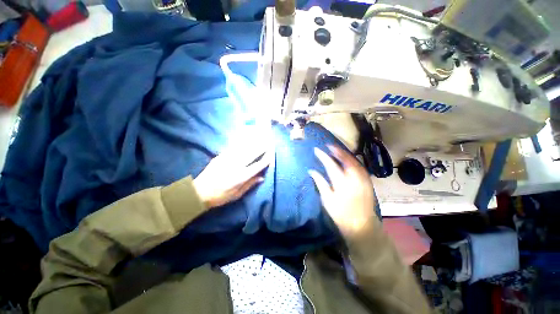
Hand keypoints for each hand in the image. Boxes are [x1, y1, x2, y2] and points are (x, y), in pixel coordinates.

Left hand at [194, 146, 270, 208]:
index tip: (272, 154)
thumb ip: (250, 184)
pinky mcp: (221, 156)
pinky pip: (234, 148)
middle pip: (253, 153)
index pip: (258, 165)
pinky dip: (242, 143)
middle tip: (269, 141)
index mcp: (241, 176)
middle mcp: (236, 165)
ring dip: (254, 142)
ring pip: (244, 148)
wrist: (199, 192)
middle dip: (262, 146)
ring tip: (261, 137)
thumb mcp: (237, 195)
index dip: (266, 159)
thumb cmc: (220, 196)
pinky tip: (247, 139)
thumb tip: (262, 177)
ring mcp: (228, 159)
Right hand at [309, 145, 376, 236]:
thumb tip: (312, 171)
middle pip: (345, 159)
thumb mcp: (327, 200)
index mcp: (341, 183)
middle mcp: (353, 178)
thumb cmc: (341, 214)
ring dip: (345, 154)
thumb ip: (320, 183)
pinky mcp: (368, 181)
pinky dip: (353, 160)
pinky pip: (360, 166)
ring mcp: (363, 179)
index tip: (317, 150)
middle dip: (337, 151)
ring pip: (354, 161)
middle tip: (329, 145)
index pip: (330, 165)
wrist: (362, 225)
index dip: (323, 156)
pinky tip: (348, 159)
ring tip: (337, 149)